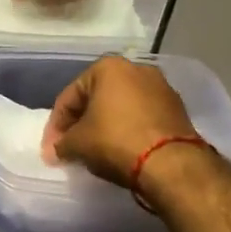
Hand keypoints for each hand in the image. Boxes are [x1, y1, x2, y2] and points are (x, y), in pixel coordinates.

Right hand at [42, 55, 196, 186]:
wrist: (172, 164)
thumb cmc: (116, 141)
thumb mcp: (77, 144)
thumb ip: (61, 143)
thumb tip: (56, 151)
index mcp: (108, 67)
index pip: (70, 96)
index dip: (56, 125)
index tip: (52, 148)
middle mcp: (136, 69)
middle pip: (97, 98)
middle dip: (82, 122)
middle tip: (71, 147)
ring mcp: (161, 88)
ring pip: (121, 107)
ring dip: (106, 125)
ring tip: (96, 150)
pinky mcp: (178, 110)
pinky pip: (142, 117)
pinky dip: (128, 130)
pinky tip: (122, 149)